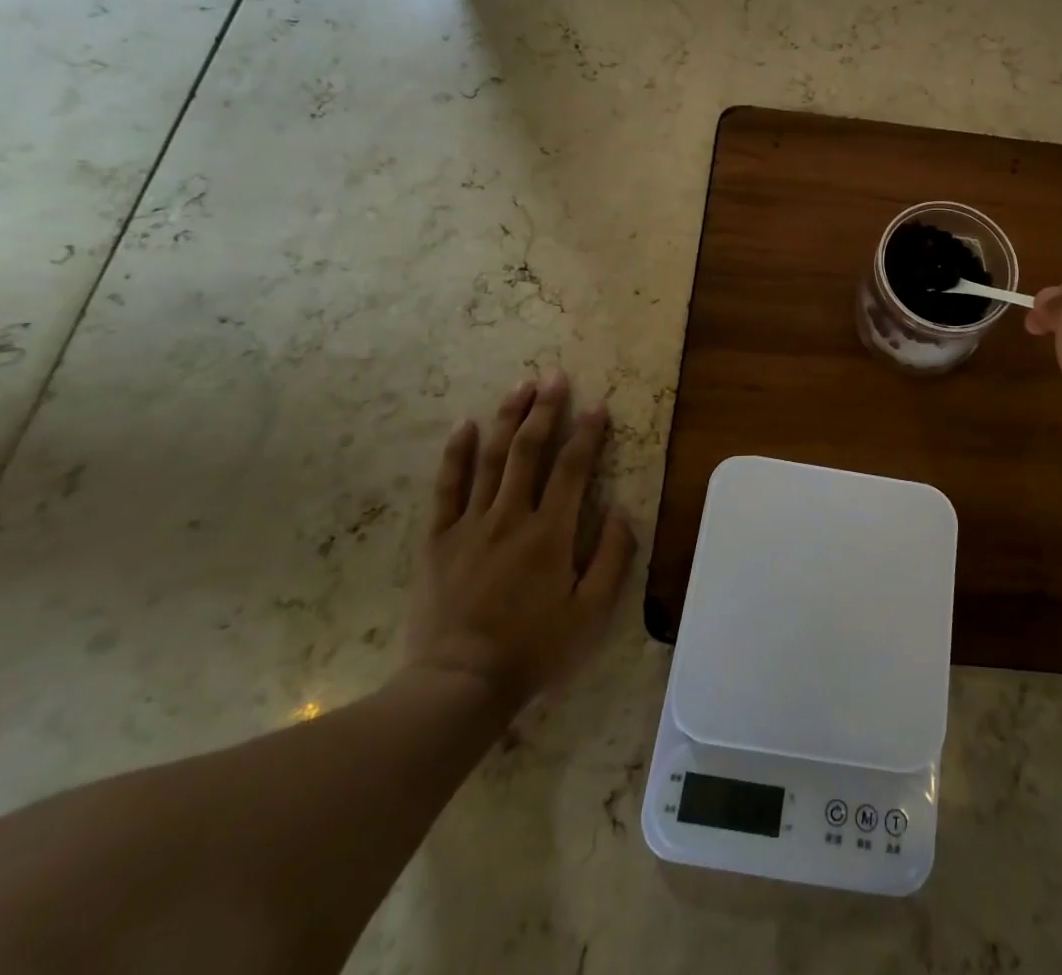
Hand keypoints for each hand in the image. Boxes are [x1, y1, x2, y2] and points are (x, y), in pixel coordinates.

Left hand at [405, 370, 635, 716]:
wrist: (458, 686)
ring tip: (521, 385)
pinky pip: (447, 487)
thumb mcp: (590, 614)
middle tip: (555, 376)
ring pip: (491, 459)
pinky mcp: (438, 539)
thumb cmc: (533, 650)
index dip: (587, 432)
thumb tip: (623, 511)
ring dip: (507, 418)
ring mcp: (470, 525)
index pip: (573, 468)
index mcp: (551, 533)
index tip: (597, 404)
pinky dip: (456, 454)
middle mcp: (511, 517)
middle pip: (529, 450)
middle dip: (545, 409)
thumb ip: (613, 559)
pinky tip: (464, 425)